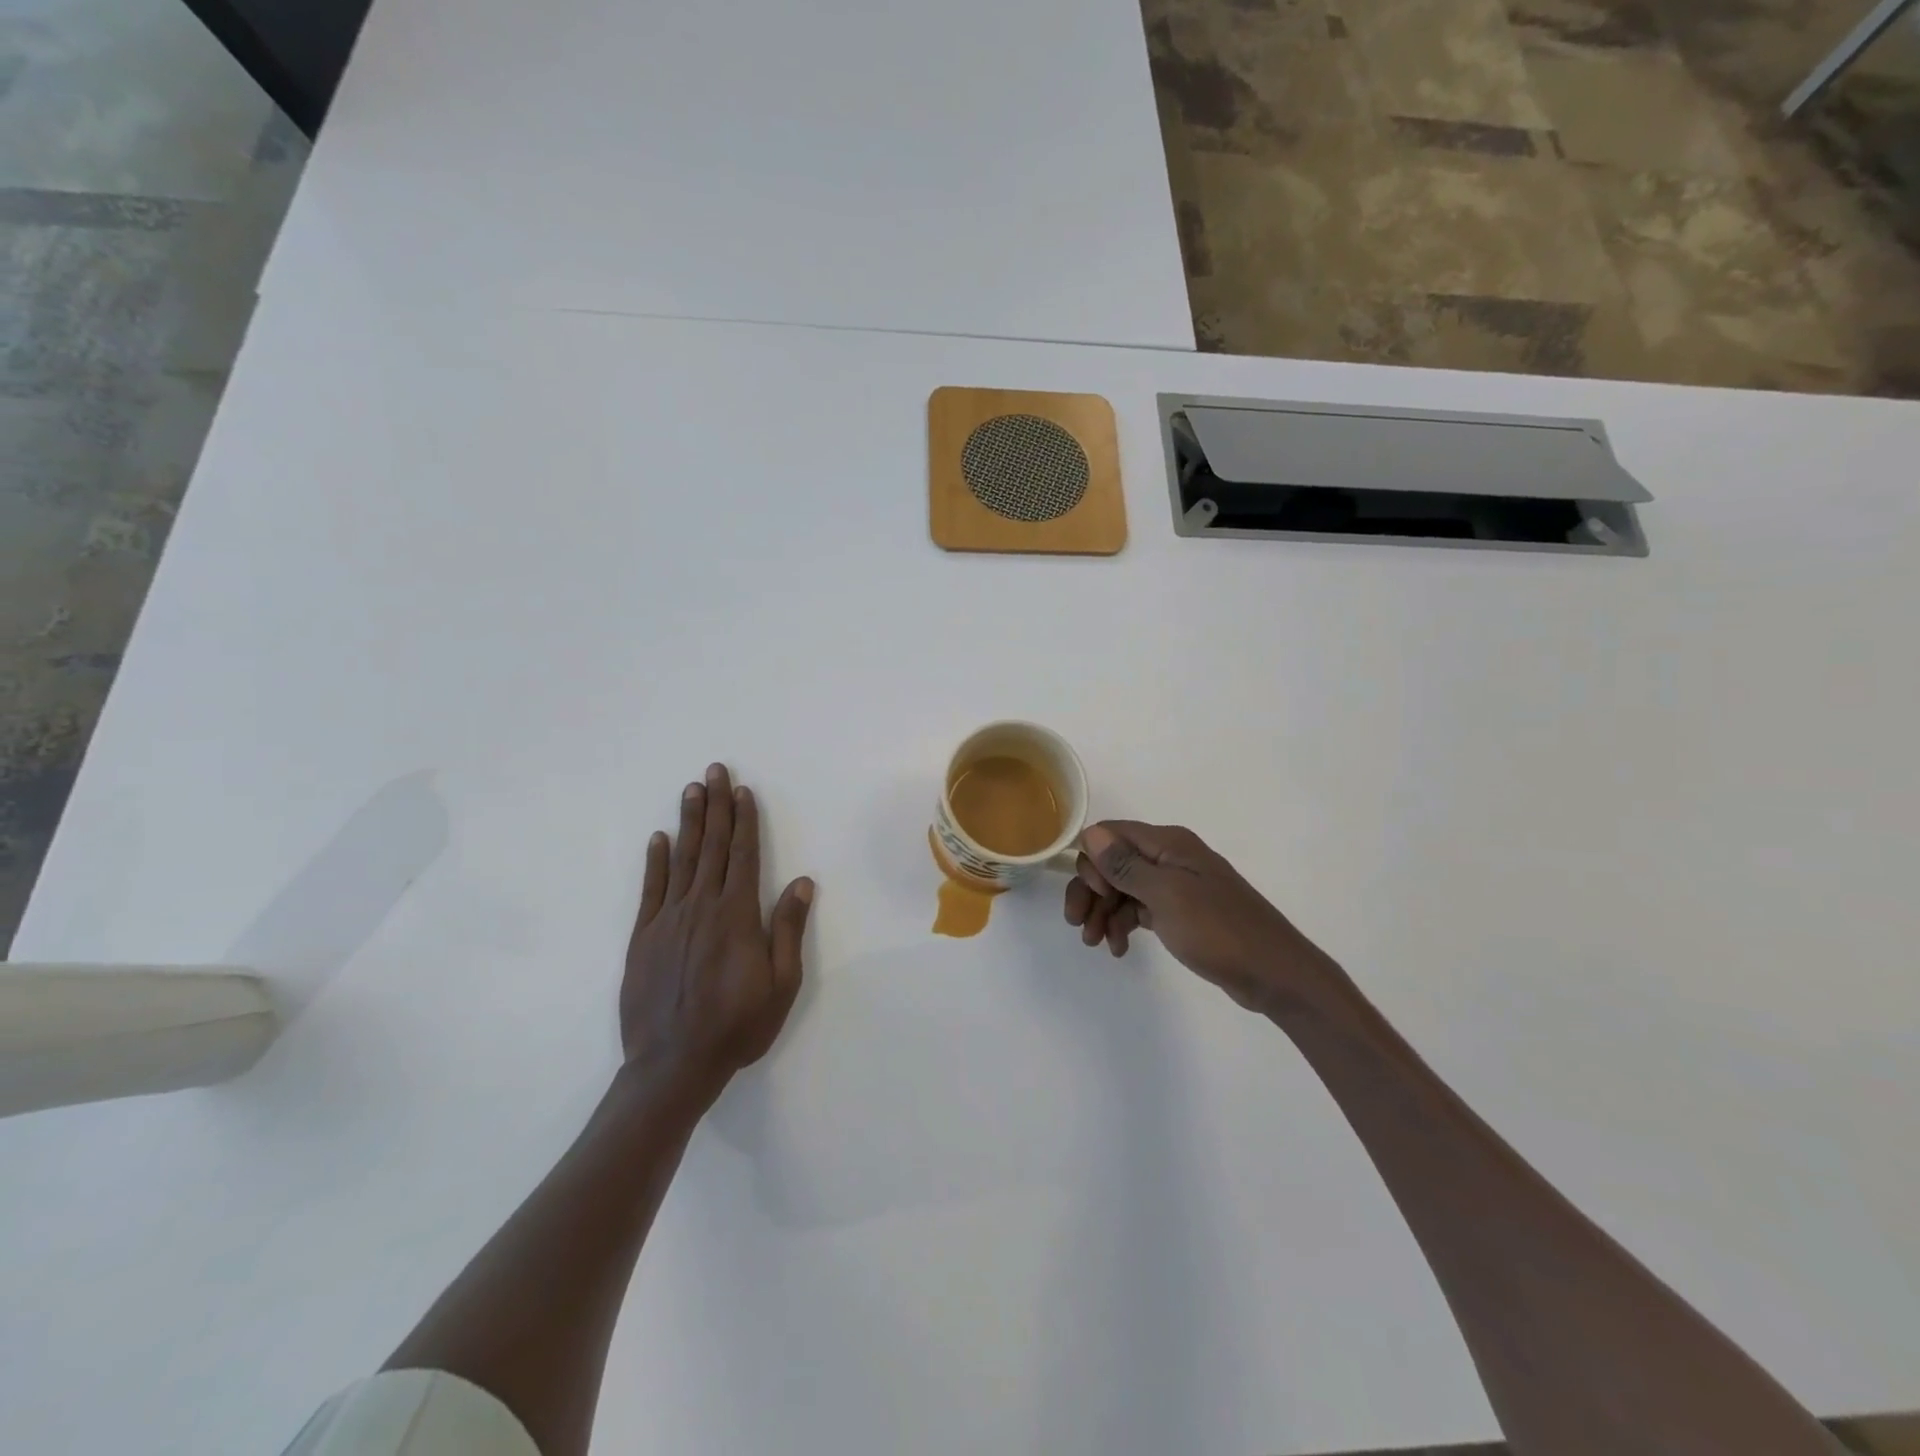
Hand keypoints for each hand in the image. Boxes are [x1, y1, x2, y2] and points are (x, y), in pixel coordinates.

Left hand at [621, 763, 813, 1101]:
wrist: (673, 1065)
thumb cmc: (737, 1026)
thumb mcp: (781, 983)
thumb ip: (788, 929)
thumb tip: (801, 882)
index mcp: (737, 916)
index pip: (742, 855)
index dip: (745, 821)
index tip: (744, 791)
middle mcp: (701, 907)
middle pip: (711, 846)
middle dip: (716, 806)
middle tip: (715, 770)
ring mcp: (668, 920)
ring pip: (681, 859)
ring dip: (689, 822)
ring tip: (692, 790)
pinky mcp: (643, 937)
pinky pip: (650, 889)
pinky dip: (655, 861)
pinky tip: (659, 838)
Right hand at [1064, 821, 1330, 1011]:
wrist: (1274, 974)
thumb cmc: (1219, 930)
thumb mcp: (1166, 896)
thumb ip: (1126, 865)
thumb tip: (1090, 833)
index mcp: (1168, 843)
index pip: (1110, 834)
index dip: (1092, 861)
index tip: (1093, 893)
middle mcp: (1170, 857)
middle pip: (1112, 863)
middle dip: (1091, 891)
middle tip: (1079, 925)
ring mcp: (1176, 885)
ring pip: (1123, 888)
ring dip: (1104, 911)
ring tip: (1097, 943)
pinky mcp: (1180, 912)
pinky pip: (1140, 908)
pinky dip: (1124, 924)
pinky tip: (1119, 948)